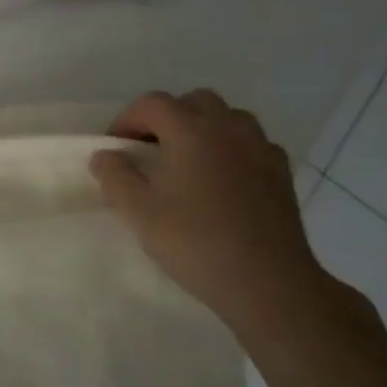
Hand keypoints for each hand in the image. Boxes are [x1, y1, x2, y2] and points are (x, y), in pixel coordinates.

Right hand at [90, 90, 330, 334]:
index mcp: (190, 131)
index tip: (116, 149)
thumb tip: (105, 155)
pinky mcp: (281, 174)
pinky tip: (223, 178)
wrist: (268, 284)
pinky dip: (233, 149)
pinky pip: (253, 143)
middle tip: (151, 150)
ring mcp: (260, 149)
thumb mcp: (137, 212)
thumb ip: (114, 176)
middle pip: (193, 102)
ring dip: (203, 128)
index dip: (127, 120)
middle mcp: (228, 129)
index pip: (151, 104)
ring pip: (228, 117)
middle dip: (167, 118)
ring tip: (188, 161)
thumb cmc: (195, 242)